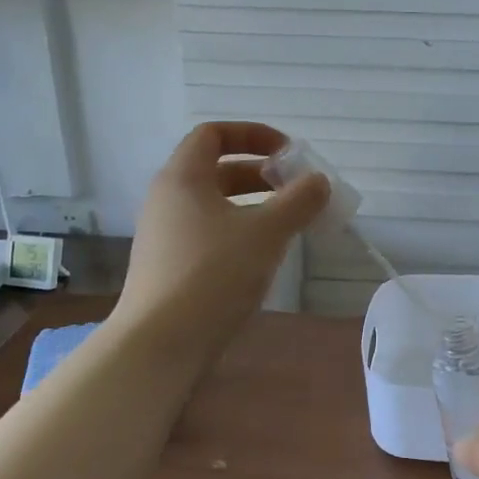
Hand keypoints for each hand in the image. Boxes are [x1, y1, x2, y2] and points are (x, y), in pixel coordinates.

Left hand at [115, 122, 328, 357]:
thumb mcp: (266, 232)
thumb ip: (298, 201)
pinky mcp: (169, 266)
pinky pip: (208, 232)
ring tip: (288, 223)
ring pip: (214, 204)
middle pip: (216, 169)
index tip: (288, 153)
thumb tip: (318, 181)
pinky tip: (263, 256)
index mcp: (182, 177)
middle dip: (260, 173)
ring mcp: (165, 235)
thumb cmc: (213, 274)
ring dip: (253, 204)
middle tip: (296, 189)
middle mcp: (167, 199)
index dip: (253, 134)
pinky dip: (239, 231)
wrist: (160, 345)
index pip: (213, 133)